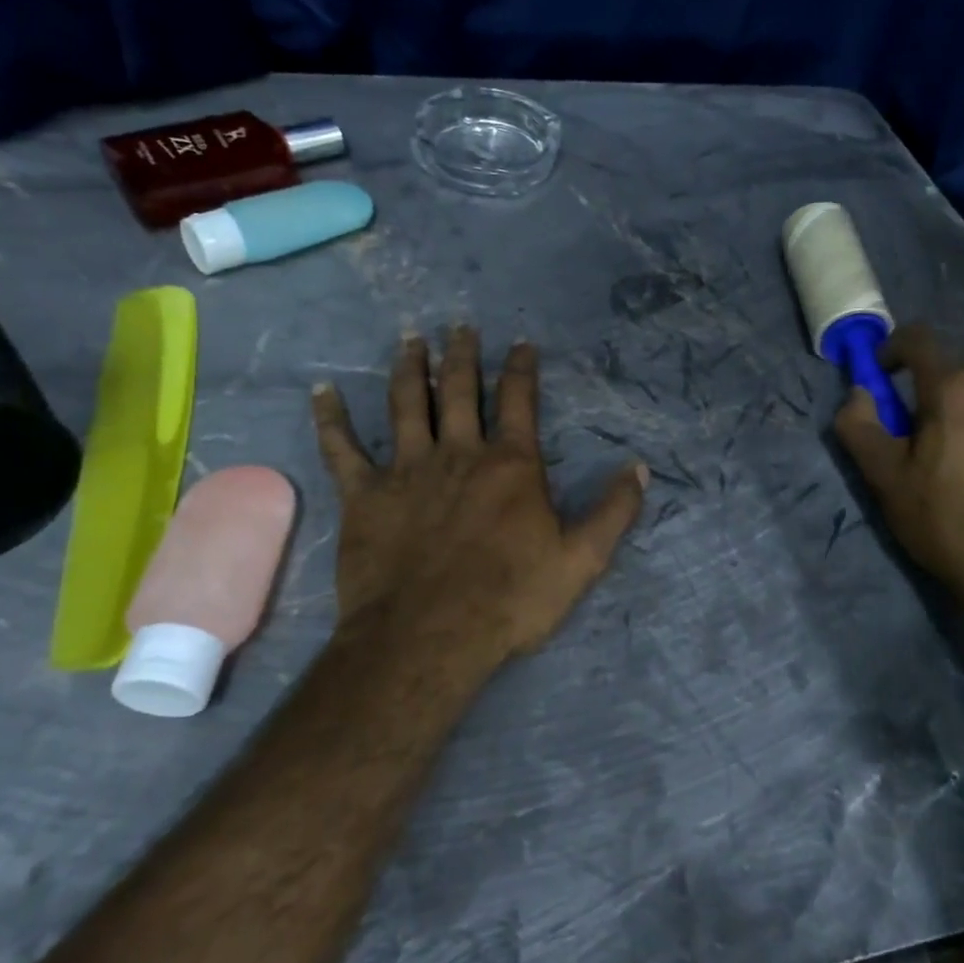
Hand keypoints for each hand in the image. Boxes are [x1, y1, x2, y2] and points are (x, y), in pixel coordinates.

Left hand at [311, 328, 647, 668]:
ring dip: (410, 368)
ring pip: (408, 404)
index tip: (520, 343)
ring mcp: (407, 469)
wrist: (429, 637)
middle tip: (459, 326)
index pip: (519, 401)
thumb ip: (612, 512)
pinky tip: (323, 391)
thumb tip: (640, 468)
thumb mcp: (580, 561)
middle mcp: (459, 453)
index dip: (521, 368)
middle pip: (460, 390)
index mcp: (511, 465)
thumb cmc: (509, 600)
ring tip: (410, 339)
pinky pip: (342, 447)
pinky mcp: (365, 495)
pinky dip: (331, 418)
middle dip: (462, 355)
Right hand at [833, 325, 963, 623]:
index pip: (918, 341)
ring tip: (955, 476)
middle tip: (911, 450)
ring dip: (962, 426)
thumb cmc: (947, 522)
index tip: (878, 380)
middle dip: (924, 403)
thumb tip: (858, 393)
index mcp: (956, 390)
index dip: (890, 351)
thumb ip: (860, 427)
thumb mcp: (886, 479)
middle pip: (951, 381)